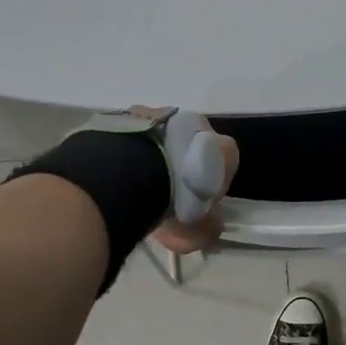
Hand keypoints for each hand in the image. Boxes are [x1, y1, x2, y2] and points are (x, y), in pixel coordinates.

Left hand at [141, 106, 237, 255]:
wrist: (128, 173)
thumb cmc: (175, 200)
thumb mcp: (197, 229)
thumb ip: (207, 228)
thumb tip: (210, 228)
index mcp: (223, 148)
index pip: (225, 166)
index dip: (211, 187)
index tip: (195, 205)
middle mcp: (198, 124)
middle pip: (193, 149)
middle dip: (181, 170)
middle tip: (164, 198)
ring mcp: (163, 115)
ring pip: (163, 140)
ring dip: (155, 159)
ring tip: (136, 188)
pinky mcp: (131, 115)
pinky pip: (136, 137)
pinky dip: (131, 153)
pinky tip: (120, 177)